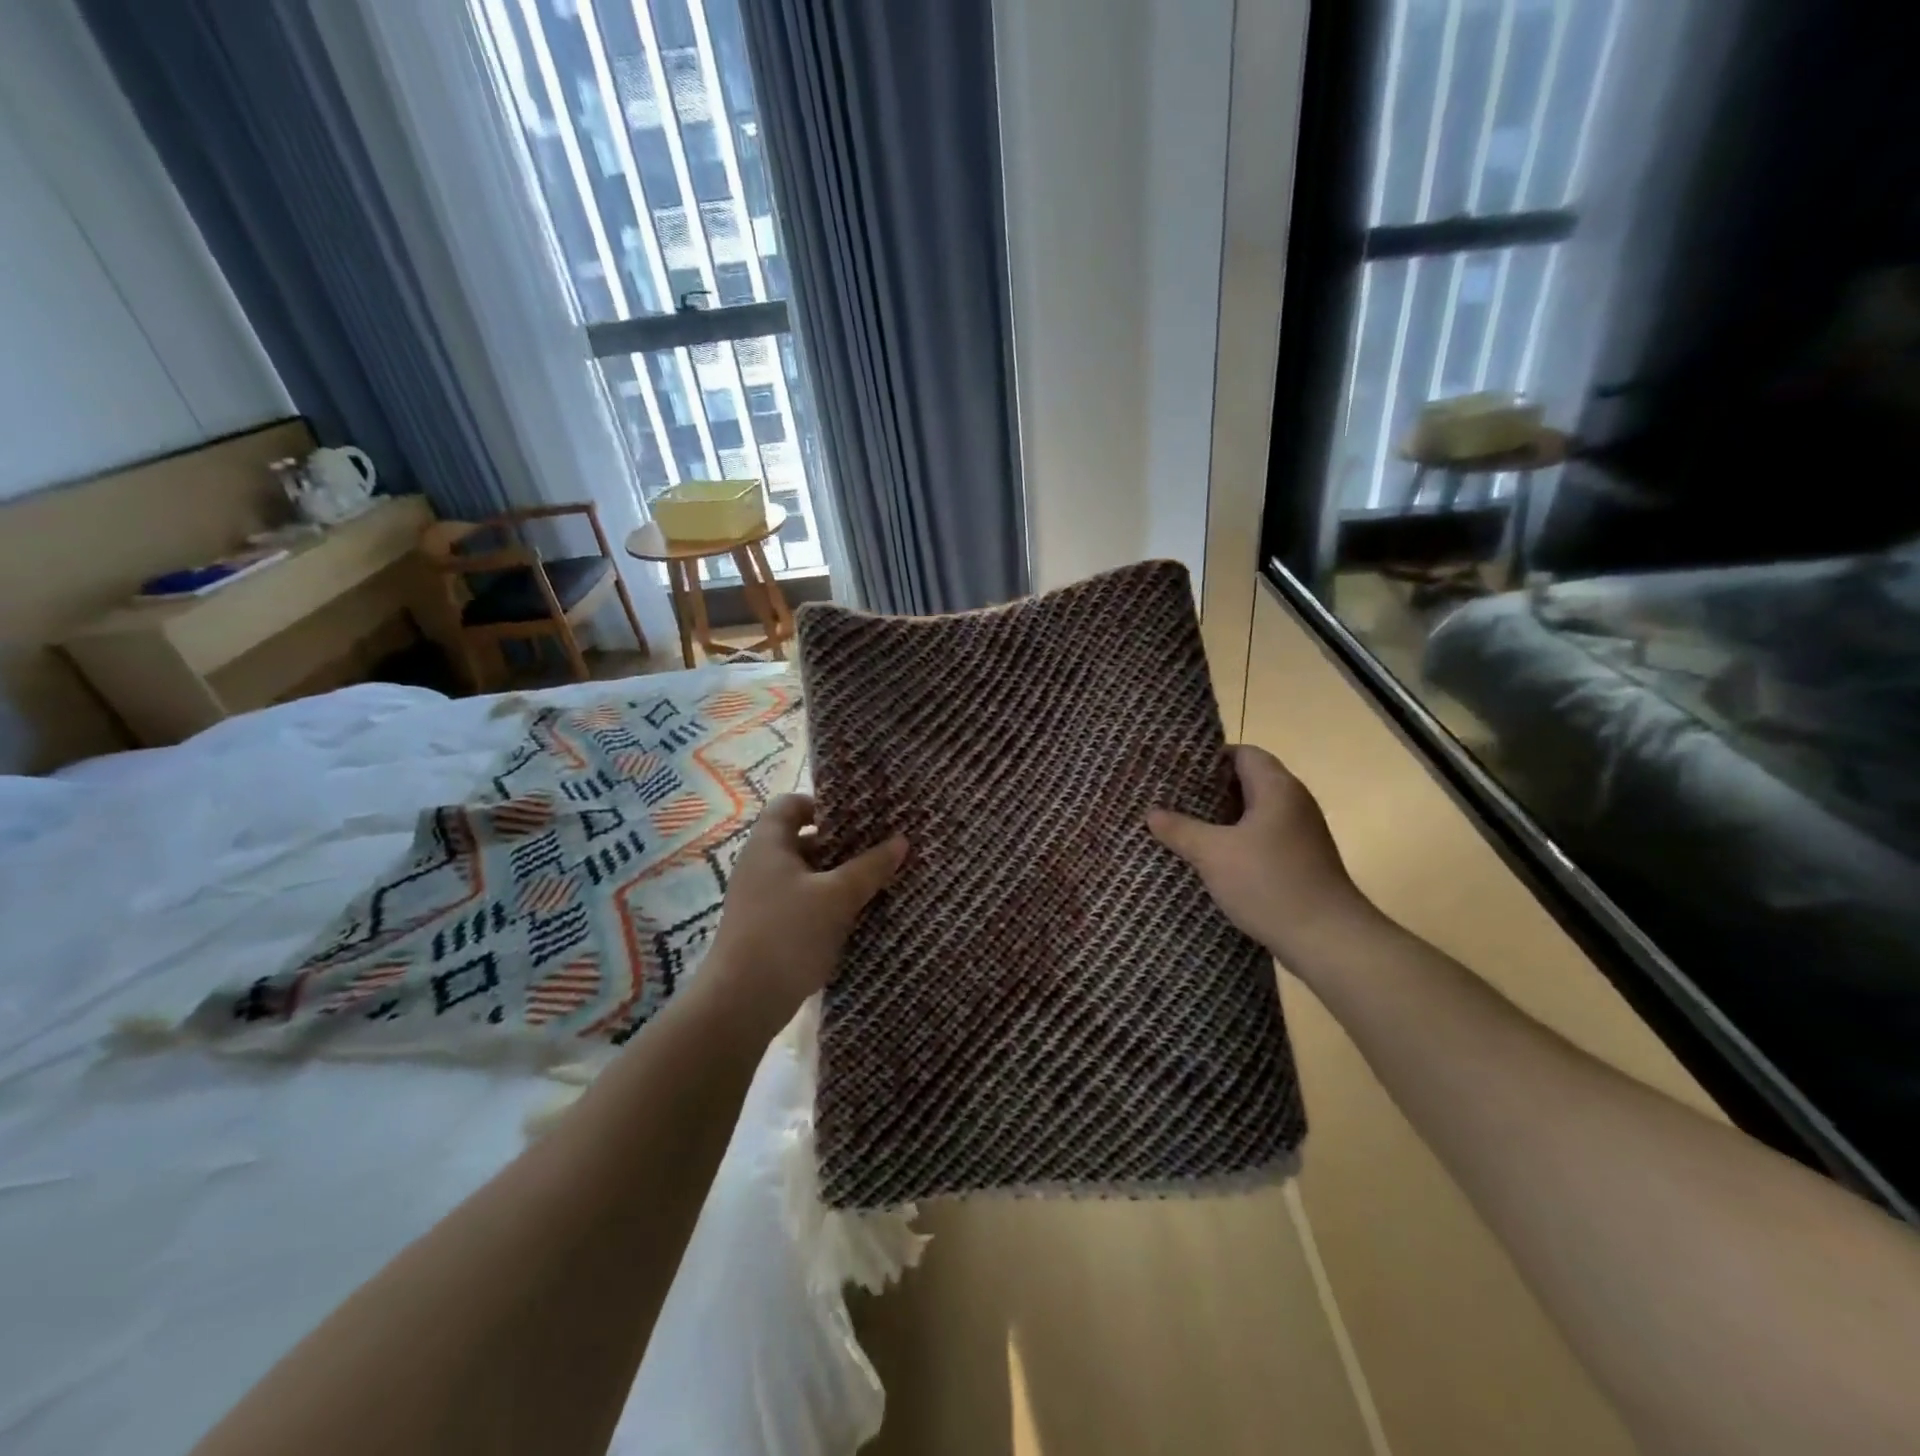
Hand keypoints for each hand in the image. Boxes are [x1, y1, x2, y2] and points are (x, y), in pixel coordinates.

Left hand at [702, 794, 906, 1032]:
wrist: (742, 1002)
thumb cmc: (788, 933)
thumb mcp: (837, 897)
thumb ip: (870, 867)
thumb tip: (902, 840)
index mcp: (769, 844)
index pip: (790, 804)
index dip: (822, 803)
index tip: (858, 816)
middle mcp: (761, 864)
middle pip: (802, 838)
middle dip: (841, 842)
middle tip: (879, 846)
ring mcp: (762, 898)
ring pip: (806, 873)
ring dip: (837, 875)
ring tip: (876, 879)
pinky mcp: (767, 927)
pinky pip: (802, 901)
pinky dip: (827, 902)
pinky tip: (856, 913)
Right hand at [1148, 745, 1375, 970]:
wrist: (1328, 939)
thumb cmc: (1269, 883)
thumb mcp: (1213, 854)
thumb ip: (1180, 829)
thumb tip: (1152, 814)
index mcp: (1277, 788)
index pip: (1243, 753)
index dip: (1210, 758)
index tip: (1177, 770)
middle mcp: (1293, 803)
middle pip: (1248, 781)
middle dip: (1210, 790)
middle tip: (1172, 798)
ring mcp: (1301, 833)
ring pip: (1254, 813)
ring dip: (1222, 819)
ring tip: (1184, 827)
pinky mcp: (1301, 861)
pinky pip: (1262, 838)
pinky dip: (1237, 841)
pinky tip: (1211, 858)